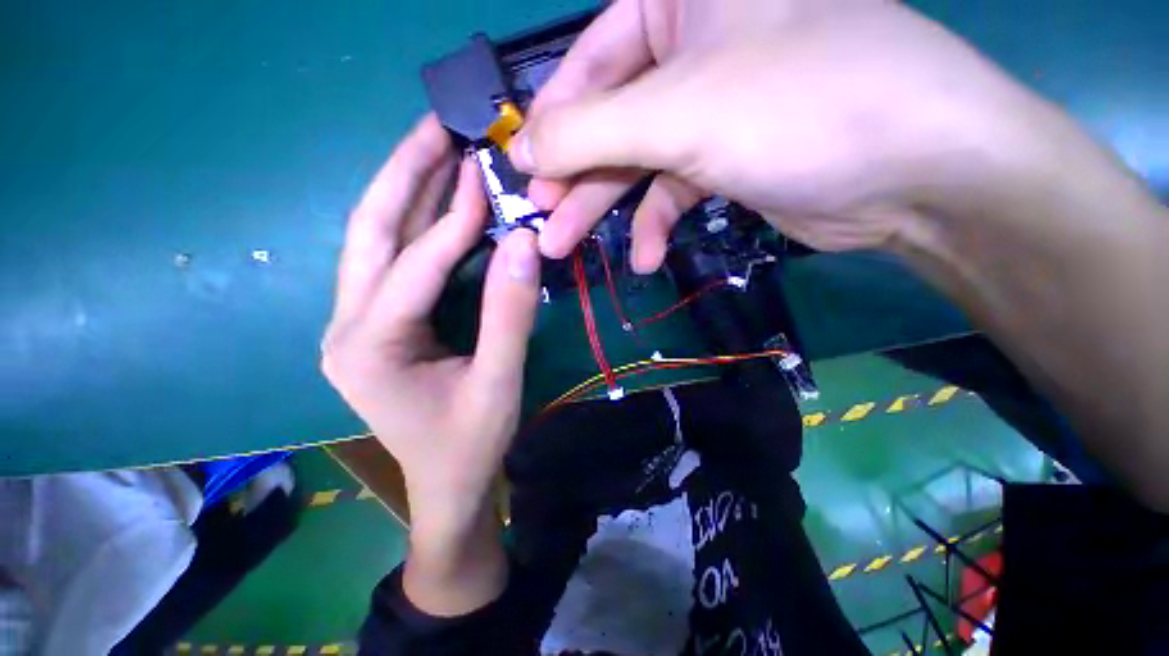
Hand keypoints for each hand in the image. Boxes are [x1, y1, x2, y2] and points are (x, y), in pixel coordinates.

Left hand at [321, 115, 539, 610]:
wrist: (446, 484)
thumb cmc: (471, 443)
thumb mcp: (498, 381)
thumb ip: (509, 313)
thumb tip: (524, 242)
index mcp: (369, 346)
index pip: (416, 265)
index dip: (456, 220)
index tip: (485, 174)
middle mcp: (347, 325)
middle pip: (371, 231)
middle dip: (403, 173)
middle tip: (435, 124)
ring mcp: (357, 323)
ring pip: (376, 241)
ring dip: (408, 191)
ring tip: (436, 147)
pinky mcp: (375, 325)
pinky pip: (393, 261)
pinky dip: (418, 225)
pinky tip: (440, 201)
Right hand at [513, 0, 1050, 269]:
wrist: (914, 173)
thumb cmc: (799, 108)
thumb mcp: (676, 113)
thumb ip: (588, 132)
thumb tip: (522, 148)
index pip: (588, 63)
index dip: (551, 124)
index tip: (522, 172)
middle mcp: (694, 47)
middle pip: (609, 122)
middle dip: (574, 179)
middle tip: (543, 225)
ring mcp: (711, 109)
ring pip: (636, 163)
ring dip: (604, 211)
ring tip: (569, 249)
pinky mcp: (727, 159)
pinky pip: (672, 190)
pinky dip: (656, 226)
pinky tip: (648, 259)